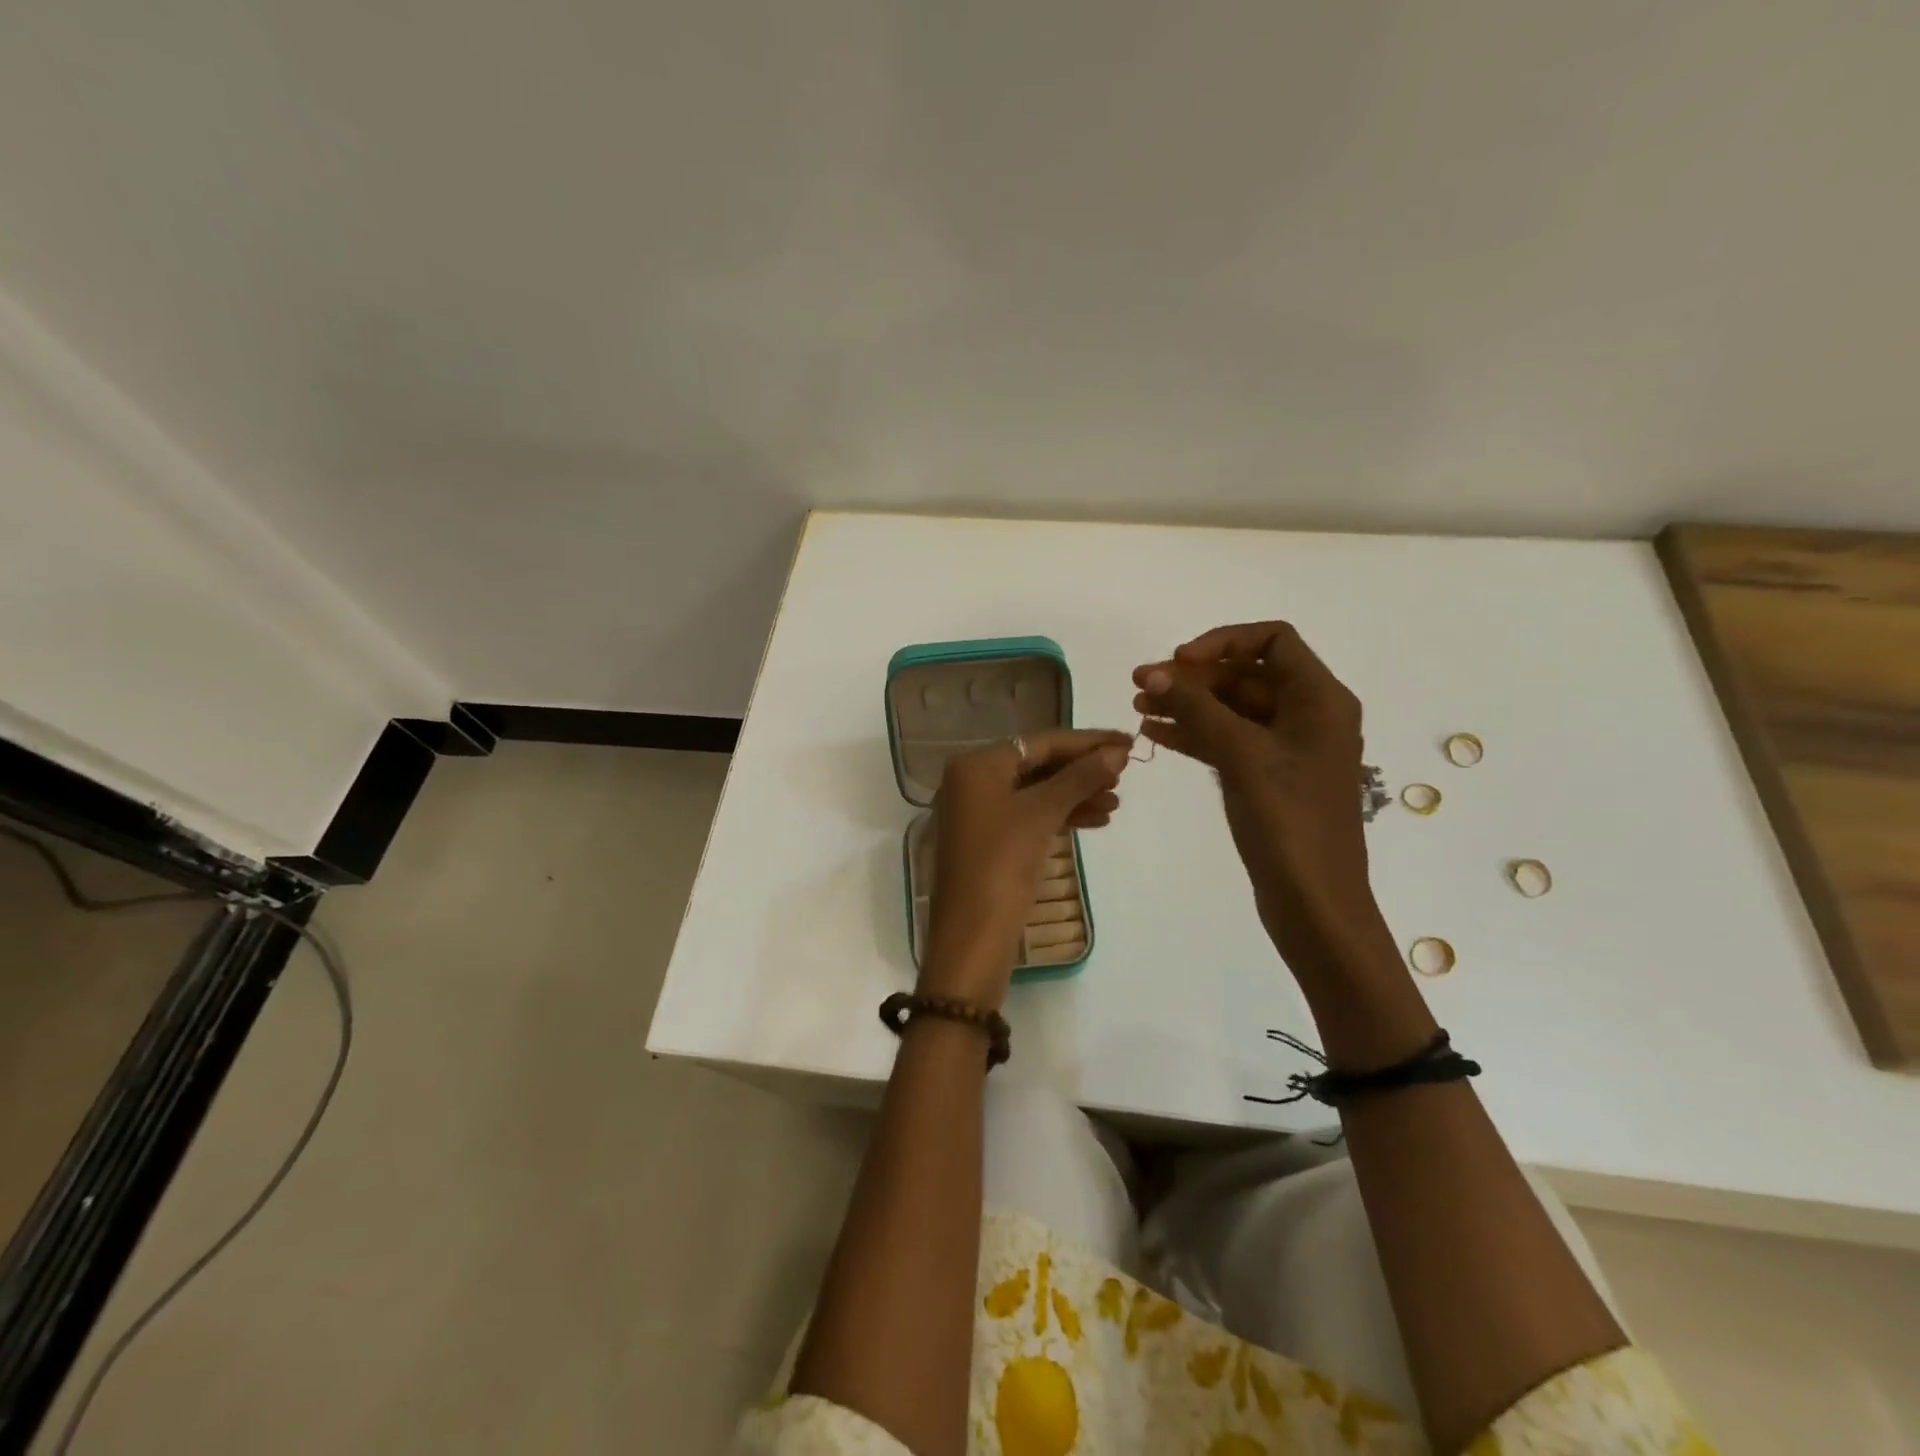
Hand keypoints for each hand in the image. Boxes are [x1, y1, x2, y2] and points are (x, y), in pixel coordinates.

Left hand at [921, 729, 1131, 1009]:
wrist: (972, 936)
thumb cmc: (1002, 864)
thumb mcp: (1042, 814)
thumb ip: (1079, 778)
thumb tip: (1117, 752)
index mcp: (976, 765)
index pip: (1039, 743)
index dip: (1086, 742)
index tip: (1127, 741)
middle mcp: (972, 781)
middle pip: (1037, 765)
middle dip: (1082, 770)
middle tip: (1125, 774)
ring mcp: (978, 812)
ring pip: (1036, 793)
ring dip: (1076, 795)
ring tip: (1117, 802)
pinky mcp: (989, 840)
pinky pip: (1030, 816)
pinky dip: (1060, 816)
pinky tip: (1097, 820)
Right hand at [1133, 623, 1385, 972]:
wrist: (1314, 903)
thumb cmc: (1288, 822)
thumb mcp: (1242, 756)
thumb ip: (1198, 709)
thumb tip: (1156, 673)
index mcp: (1319, 699)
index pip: (1273, 640)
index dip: (1223, 642)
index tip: (1179, 663)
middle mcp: (1307, 715)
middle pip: (1245, 675)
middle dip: (1193, 678)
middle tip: (1140, 685)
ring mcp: (1287, 749)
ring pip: (1231, 709)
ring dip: (1187, 705)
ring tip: (1138, 708)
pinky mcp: (1268, 777)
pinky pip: (1228, 741)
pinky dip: (1194, 734)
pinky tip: (1155, 734)